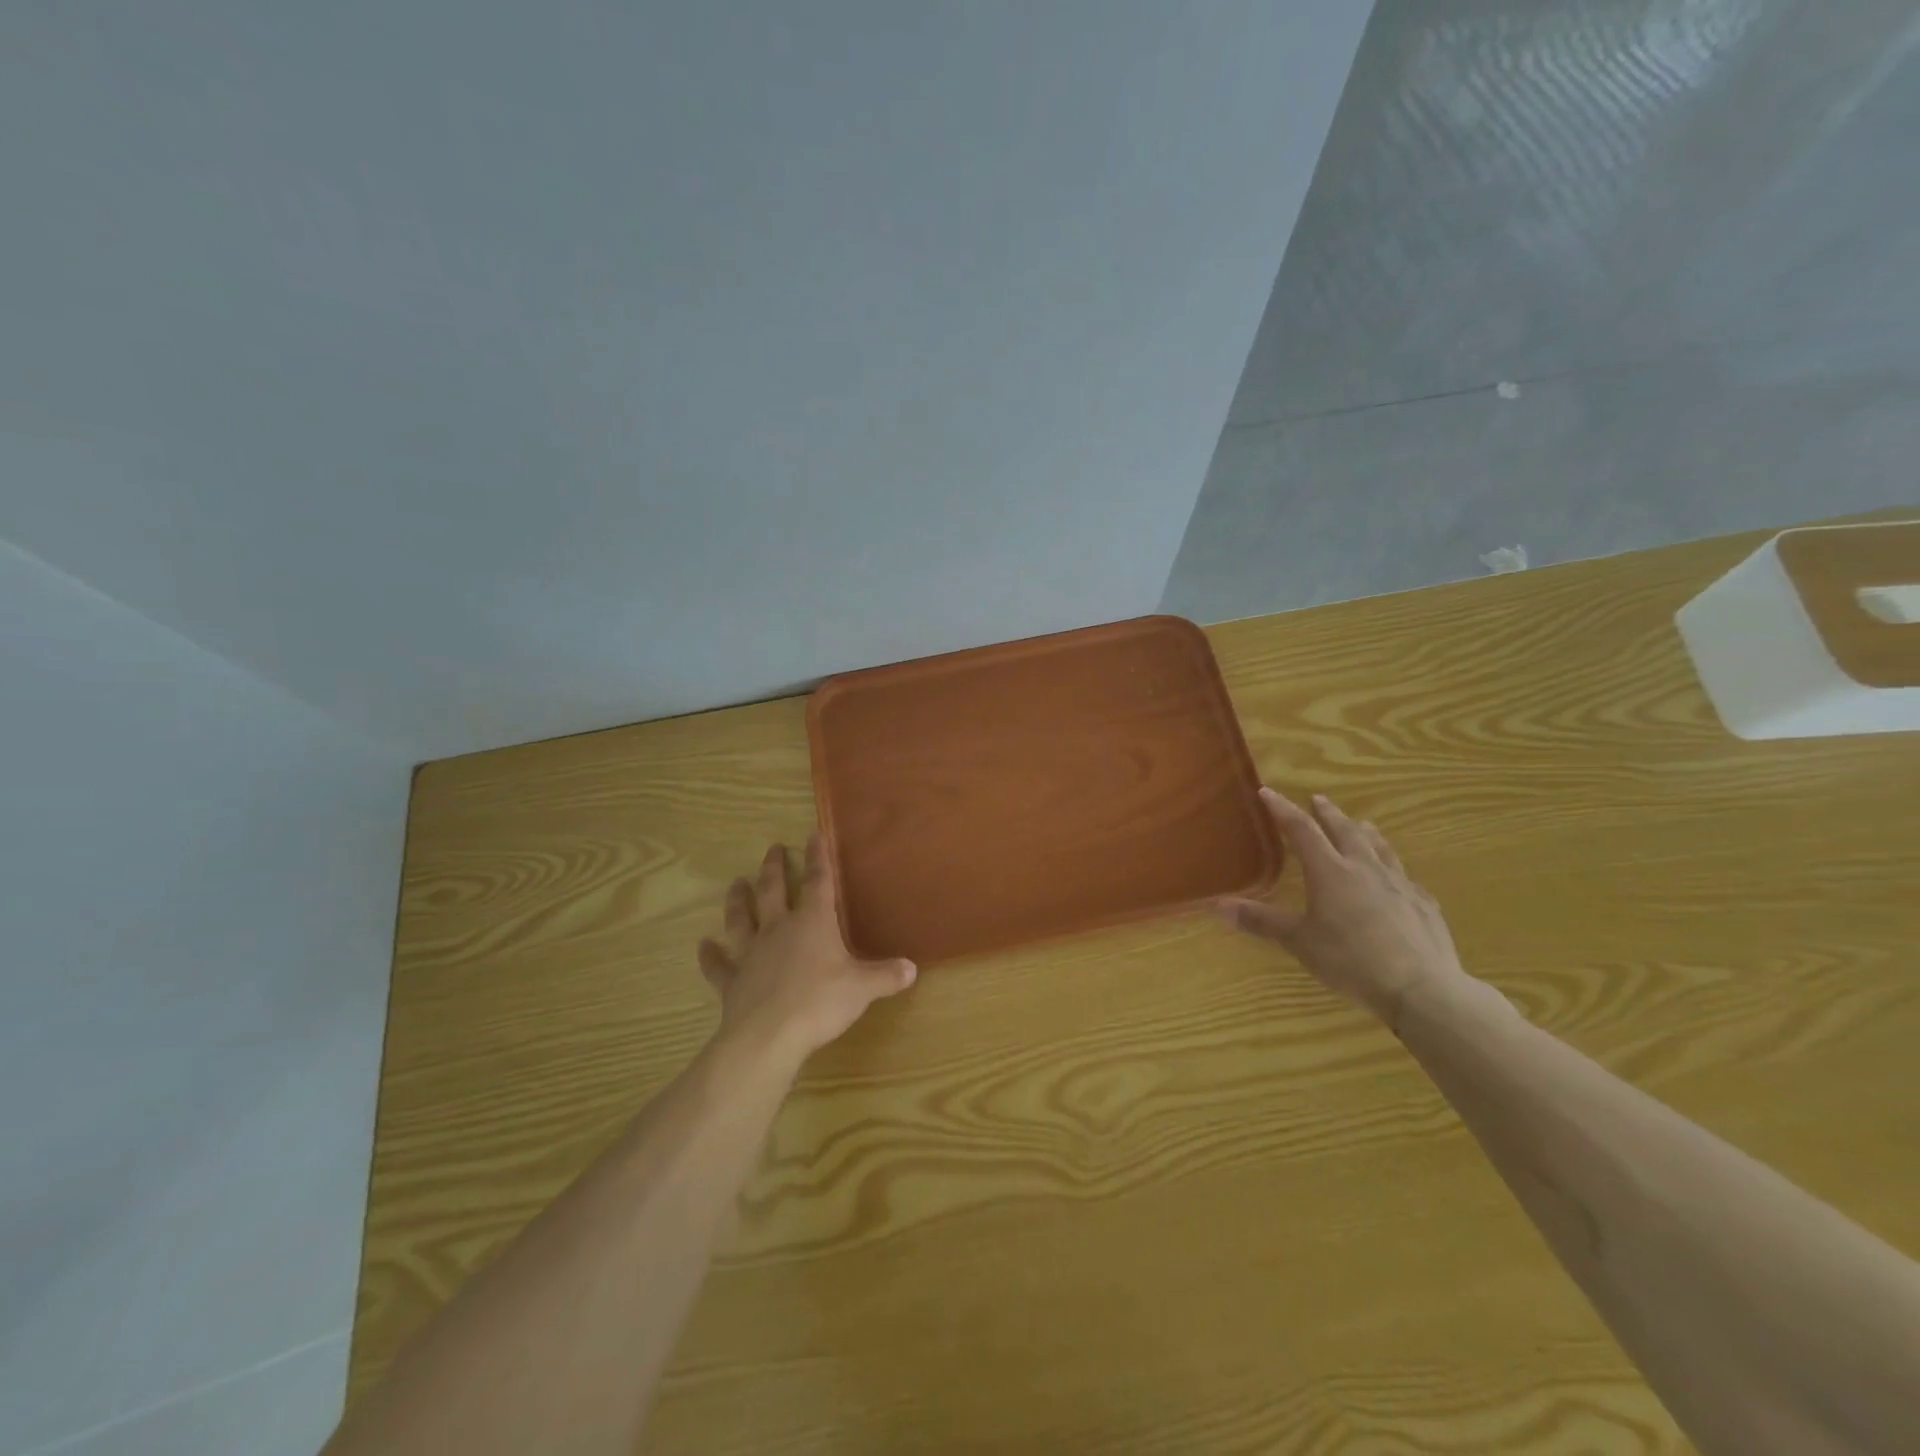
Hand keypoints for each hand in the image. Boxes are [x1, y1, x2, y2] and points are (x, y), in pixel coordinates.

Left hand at [698, 835, 916, 1066]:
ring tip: (735, 883)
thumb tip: (912, 969)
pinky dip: (710, 956)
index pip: (818, 881)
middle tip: (772, 849)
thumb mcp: (863, 988)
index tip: (813, 833)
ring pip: (741, 919)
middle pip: (773, 890)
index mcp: (813, 922)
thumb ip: (886, 976)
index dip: (818, 857)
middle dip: (774, 868)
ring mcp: (751, 953)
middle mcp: (779, 929)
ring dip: (737, 900)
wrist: (768, 1036)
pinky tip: (702, 946)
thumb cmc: (821, 1002)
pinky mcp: (732, 981)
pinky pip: (718, 965)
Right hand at [1220, 788, 1469, 1030]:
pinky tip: (1396, 876)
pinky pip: (1404, 876)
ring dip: (1365, 832)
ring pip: (1379, 847)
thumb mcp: (1299, 942)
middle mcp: (1364, 868)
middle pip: (1344, 830)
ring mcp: (1399, 884)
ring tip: (1361, 823)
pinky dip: (1393, 868)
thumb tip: (1218, 905)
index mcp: (1330, 871)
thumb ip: (1261, 921)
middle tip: (1318, 799)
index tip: (1268, 792)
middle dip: (1328, 813)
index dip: (1282, 809)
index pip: (1301, 830)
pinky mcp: (1423, 903)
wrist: (1421, 987)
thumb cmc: (1351, 960)